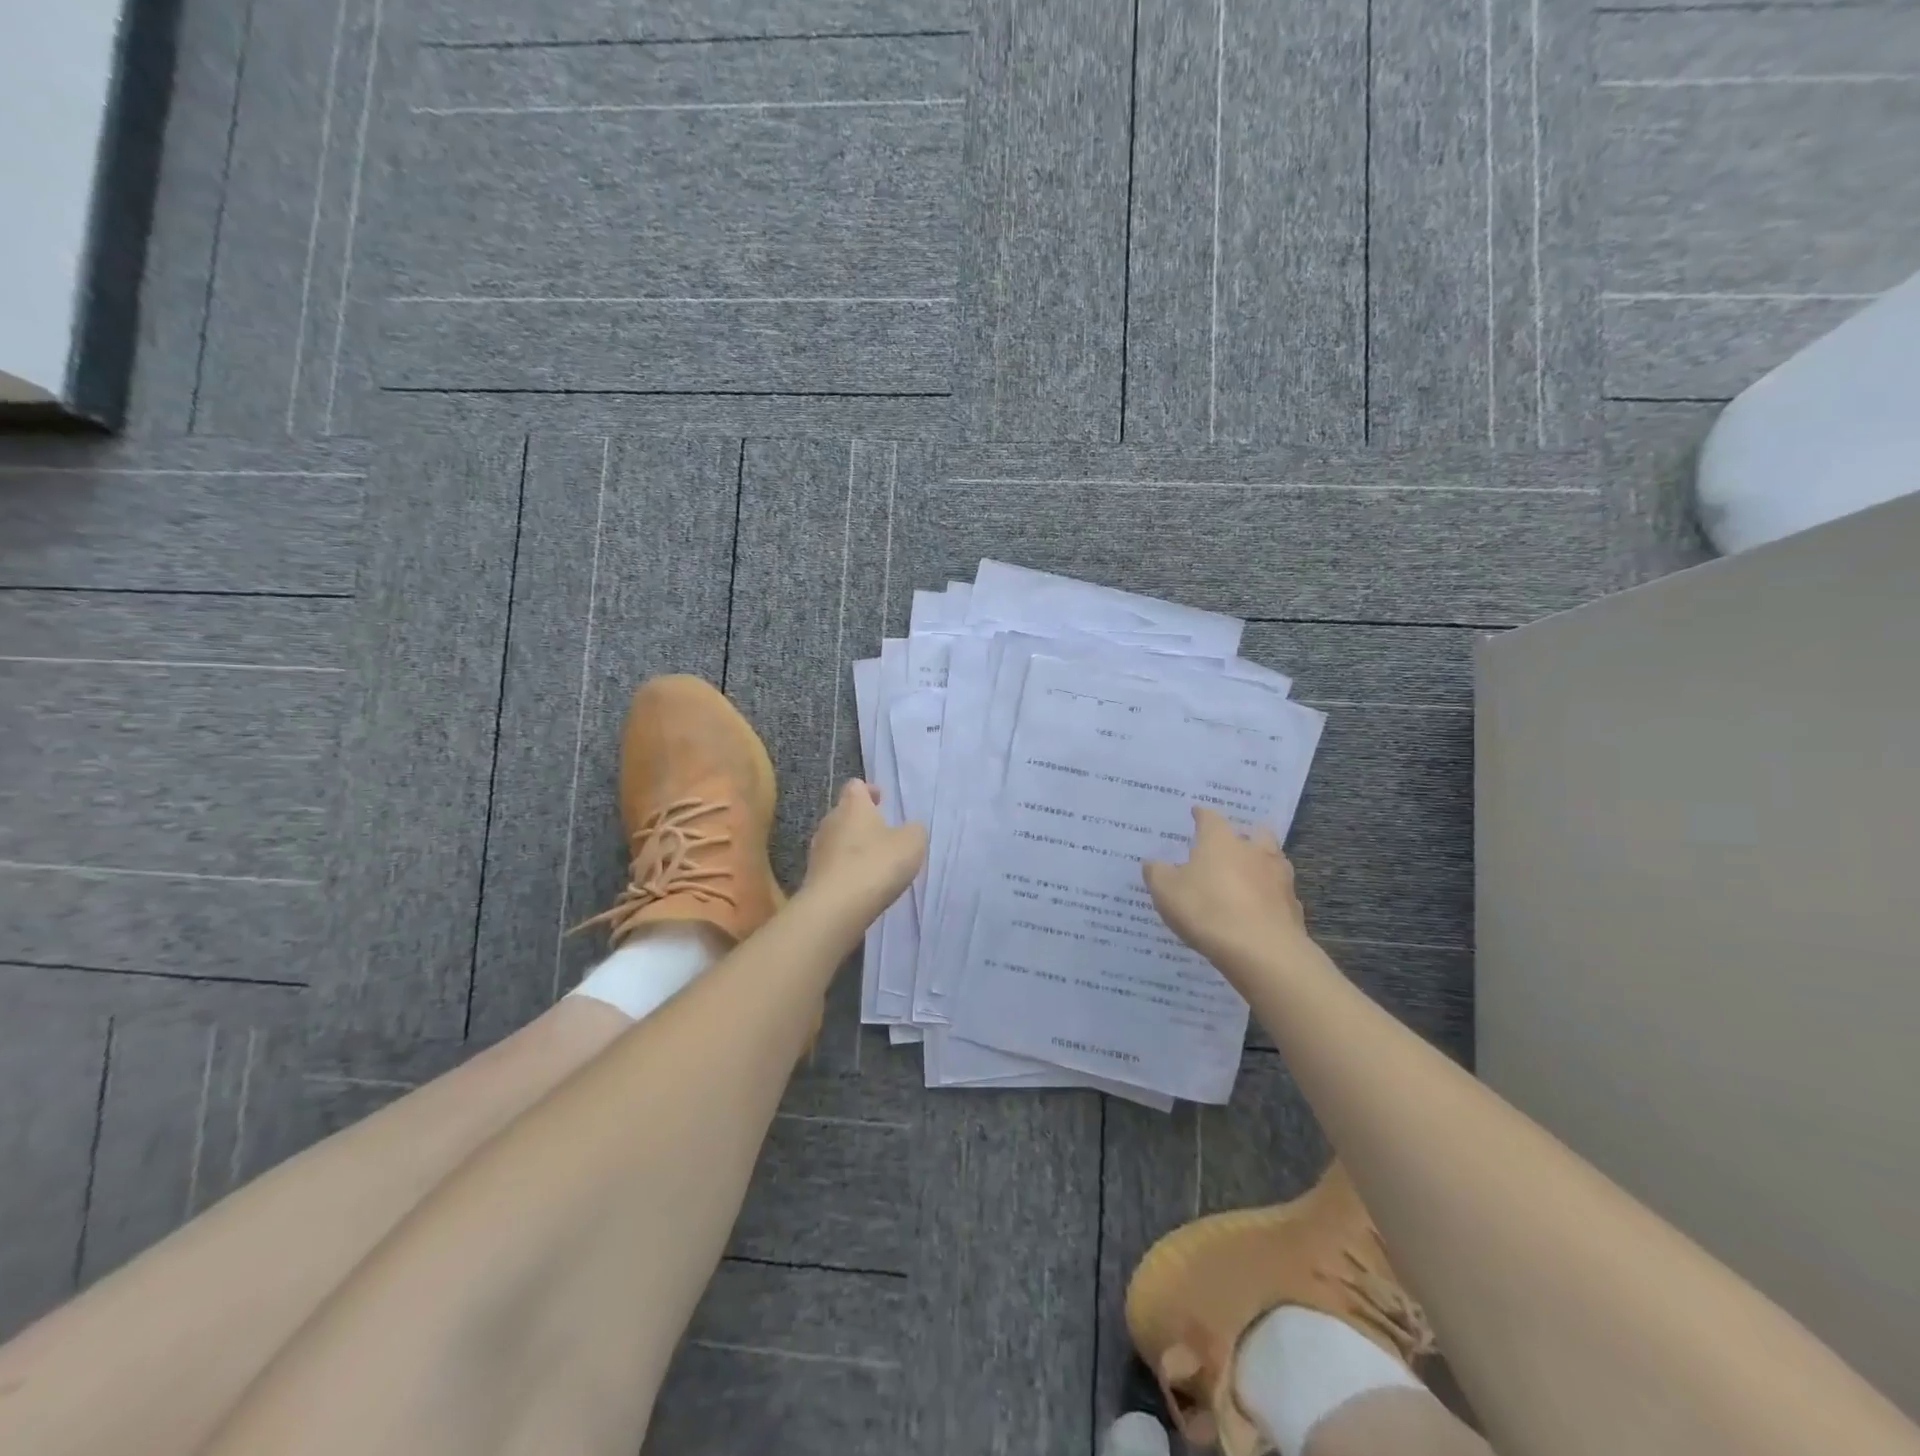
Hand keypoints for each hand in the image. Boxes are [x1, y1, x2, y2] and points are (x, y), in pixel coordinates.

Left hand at [804, 780, 926, 918]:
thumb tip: (908, 829)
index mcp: (853, 806)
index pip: (855, 786)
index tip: (881, 799)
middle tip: (882, 833)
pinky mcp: (813, 877)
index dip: (869, 790)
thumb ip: (913, 830)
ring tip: (873, 861)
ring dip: (853, 846)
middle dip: (862, 820)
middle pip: (845, 813)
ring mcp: (818, 850)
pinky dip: (846, 869)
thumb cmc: (876, 864)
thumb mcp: (911, 843)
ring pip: (837, 840)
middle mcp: (830, 822)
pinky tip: (861, 883)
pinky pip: (833, 865)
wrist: (836, 907)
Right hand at [1142, 807, 1314, 982]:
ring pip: (1273, 859)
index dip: (1201, 814)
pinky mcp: (1292, 905)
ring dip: (1261, 863)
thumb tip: (1153, 862)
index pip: (1210, 817)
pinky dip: (1270, 895)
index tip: (1196, 812)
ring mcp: (1278, 877)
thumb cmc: (1207, 910)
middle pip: (1254, 832)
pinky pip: (1279, 892)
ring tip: (1248, 875)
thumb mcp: (1166, 891)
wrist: (1262, 950)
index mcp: (1220, 840)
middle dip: (1244, 834)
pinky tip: (1260, 907)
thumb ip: (1157, 872)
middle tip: (1231, 843)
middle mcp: (1253, 850)